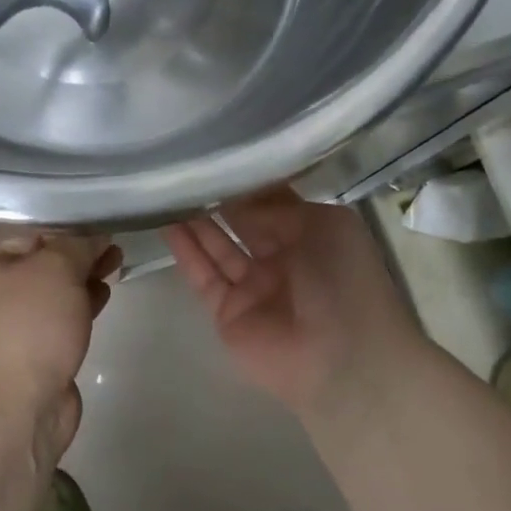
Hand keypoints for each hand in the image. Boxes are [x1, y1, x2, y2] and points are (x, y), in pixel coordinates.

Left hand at [0, 231, 120, 470]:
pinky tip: (104, 294)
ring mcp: (15, 325)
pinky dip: (82, 303)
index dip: (63, 221)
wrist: (18, 405)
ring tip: (116, 262)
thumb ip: (78, 244)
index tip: (97, 217)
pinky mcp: (37, 351)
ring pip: (55, 290)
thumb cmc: (29, 325)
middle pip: (42, 260)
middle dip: (78, 250)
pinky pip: (62, 317)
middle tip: (113, 241)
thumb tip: (95, 235)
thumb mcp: (55, 268)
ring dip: (84, 276)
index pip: (26, 230)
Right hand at [165, 191, 425, 416]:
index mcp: (313, 235)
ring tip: (167, 188)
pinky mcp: (226, 312)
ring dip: (195, 220)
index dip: (248, 181)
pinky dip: (185, 250)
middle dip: (218, 197)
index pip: (273, 201)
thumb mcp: (324, 225)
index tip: (218, 152)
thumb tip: (238, 192)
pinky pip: (203, 275)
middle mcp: (282, 258)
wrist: (342, 358)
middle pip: (242, 222)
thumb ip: (277, 206)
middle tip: (186, 167)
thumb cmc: (344, 280)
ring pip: (218, 247)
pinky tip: (165, 222)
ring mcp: (253, 287)